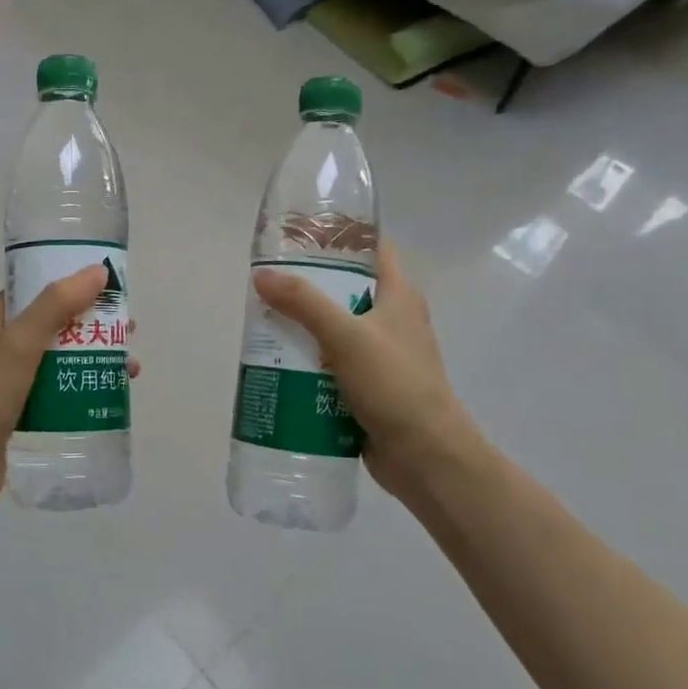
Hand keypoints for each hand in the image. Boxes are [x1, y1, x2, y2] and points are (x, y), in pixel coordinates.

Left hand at [0, 265, 139, 518]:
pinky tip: (107, 397)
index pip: (34, 290)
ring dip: (92, 358)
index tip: (109, 286)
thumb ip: (56, 305)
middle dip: (91, 324)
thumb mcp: (19, 344)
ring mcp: (8, 383)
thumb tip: (97, 271)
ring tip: (129, 368)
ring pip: (59, 360)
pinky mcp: (19, 414)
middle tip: (128, 329)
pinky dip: (81, 389)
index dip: (70, 283)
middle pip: (53, 325)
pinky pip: (56, 393)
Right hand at [252, 240, 480, 500]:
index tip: (301, 232)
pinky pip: (331, 364)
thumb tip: (262, 276)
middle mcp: (391, 320)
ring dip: (302, 327)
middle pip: (345, 289)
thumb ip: (304, 304)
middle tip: (267, 282)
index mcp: (398, 295)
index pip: (373, 248)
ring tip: (262, 322)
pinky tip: (276, 364)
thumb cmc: (394, 384)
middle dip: (307, 285)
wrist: (425, 456)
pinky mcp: (367, 386)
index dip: (341, 235)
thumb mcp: (346, 336)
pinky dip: (307, 361)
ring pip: (334, 329)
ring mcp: (380, 355)